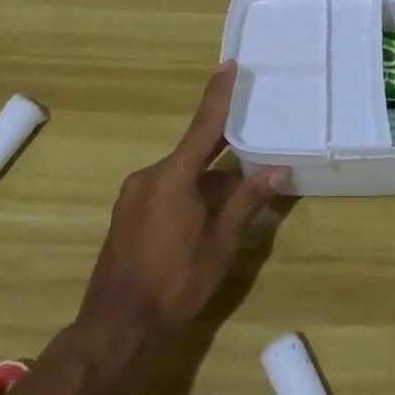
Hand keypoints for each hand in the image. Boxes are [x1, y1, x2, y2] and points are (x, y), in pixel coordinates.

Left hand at [75, 62, 288, 343]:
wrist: (116, 328)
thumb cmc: (175, 282)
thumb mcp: (221, 242)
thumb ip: (247, 201)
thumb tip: (278, 170)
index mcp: (173, 176)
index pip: (204, 125)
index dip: (218, 95)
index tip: (228, 66)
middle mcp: (149, 177)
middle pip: (196, 156)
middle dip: (225, 161)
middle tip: (255, 158)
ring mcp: (134, 196)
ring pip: (182, 178)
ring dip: (209, 187)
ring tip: (236, 208)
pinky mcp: (128, 216)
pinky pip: (166, 193)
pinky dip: (190, 199)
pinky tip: (206, 224)